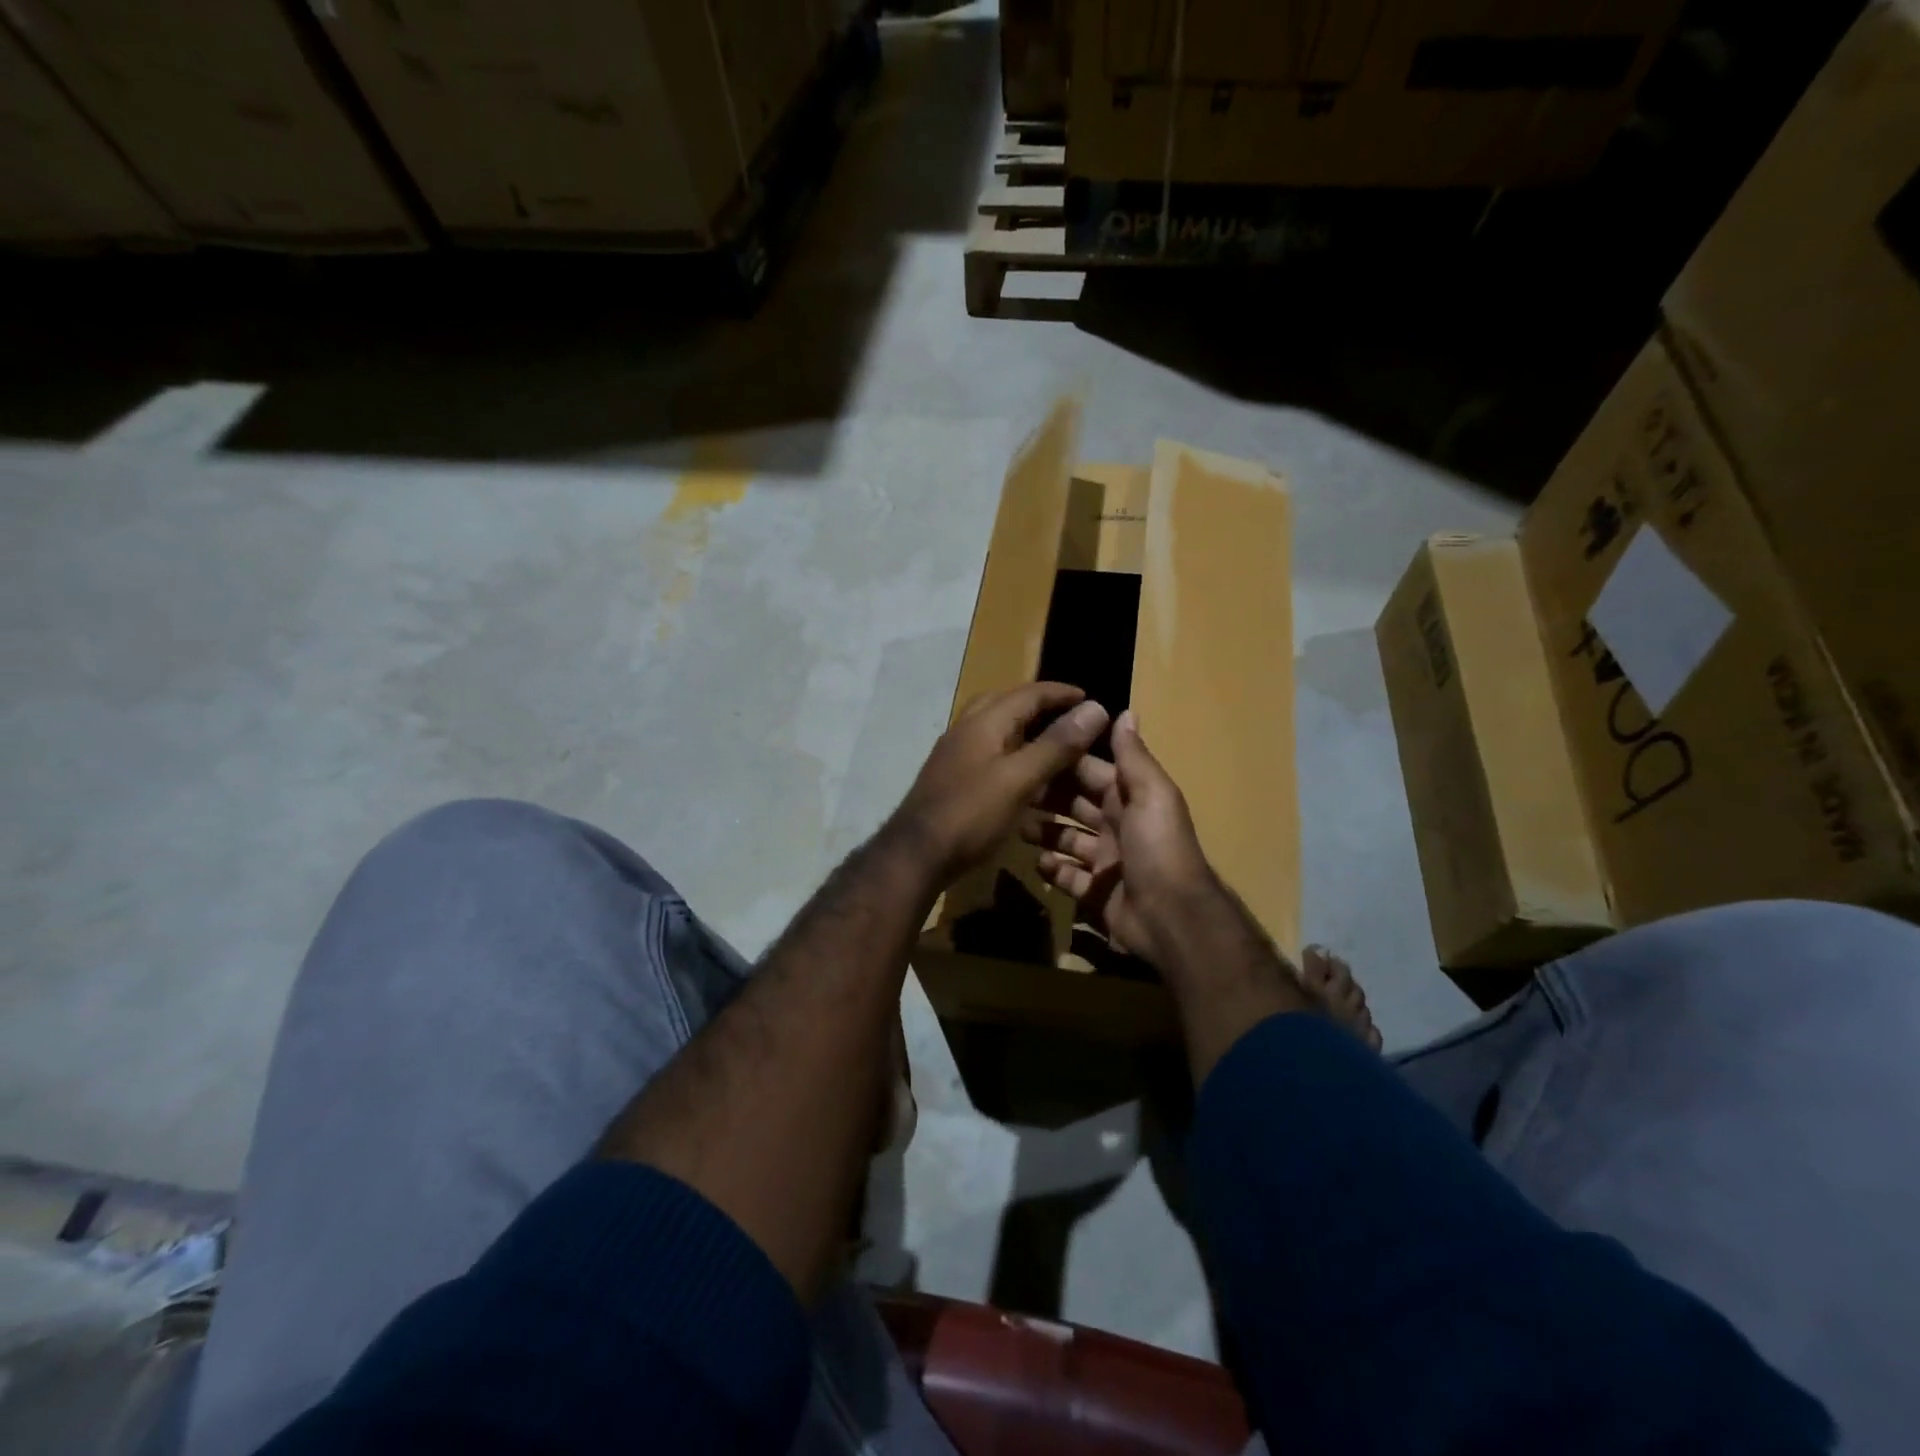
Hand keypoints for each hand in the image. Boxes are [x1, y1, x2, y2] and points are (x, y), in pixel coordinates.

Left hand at [891, 683, 1110, 883]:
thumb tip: (1095, 708)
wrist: (916, 856)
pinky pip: (988, 755)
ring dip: (1024, 731)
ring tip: (1053, 747)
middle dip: (1039, 706)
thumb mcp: (1019, 779)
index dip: (1061, 693)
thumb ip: (1056, 745)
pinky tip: (1024, 778)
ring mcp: (955, 756)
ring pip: (995, 731)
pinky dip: (1011, 756)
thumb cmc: (971, 815)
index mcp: (984, 722)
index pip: (1028, 693)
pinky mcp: (952, 780)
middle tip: (1069, 719)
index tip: (1091, 698)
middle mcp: (966, 731)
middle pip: (1006, 705)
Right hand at [1022, 710, 1233, 976]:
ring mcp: (1105, 862)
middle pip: (1075, 804)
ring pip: (1067, 839)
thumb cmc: (1158, 848)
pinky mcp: (1094, 893)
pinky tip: (1039, 863)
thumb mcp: (1151, 794)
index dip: (1065, 760)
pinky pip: (1067, 876)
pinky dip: (1052, 869)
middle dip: (1047, 795)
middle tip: (1013, 788)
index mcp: (1129, 799)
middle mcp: (1116, 826)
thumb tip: (1126, 711)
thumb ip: (1133, 756)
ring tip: (1017, 825)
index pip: (1091, 772)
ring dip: (1044, 831)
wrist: (1171, 917)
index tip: (1031, 747)